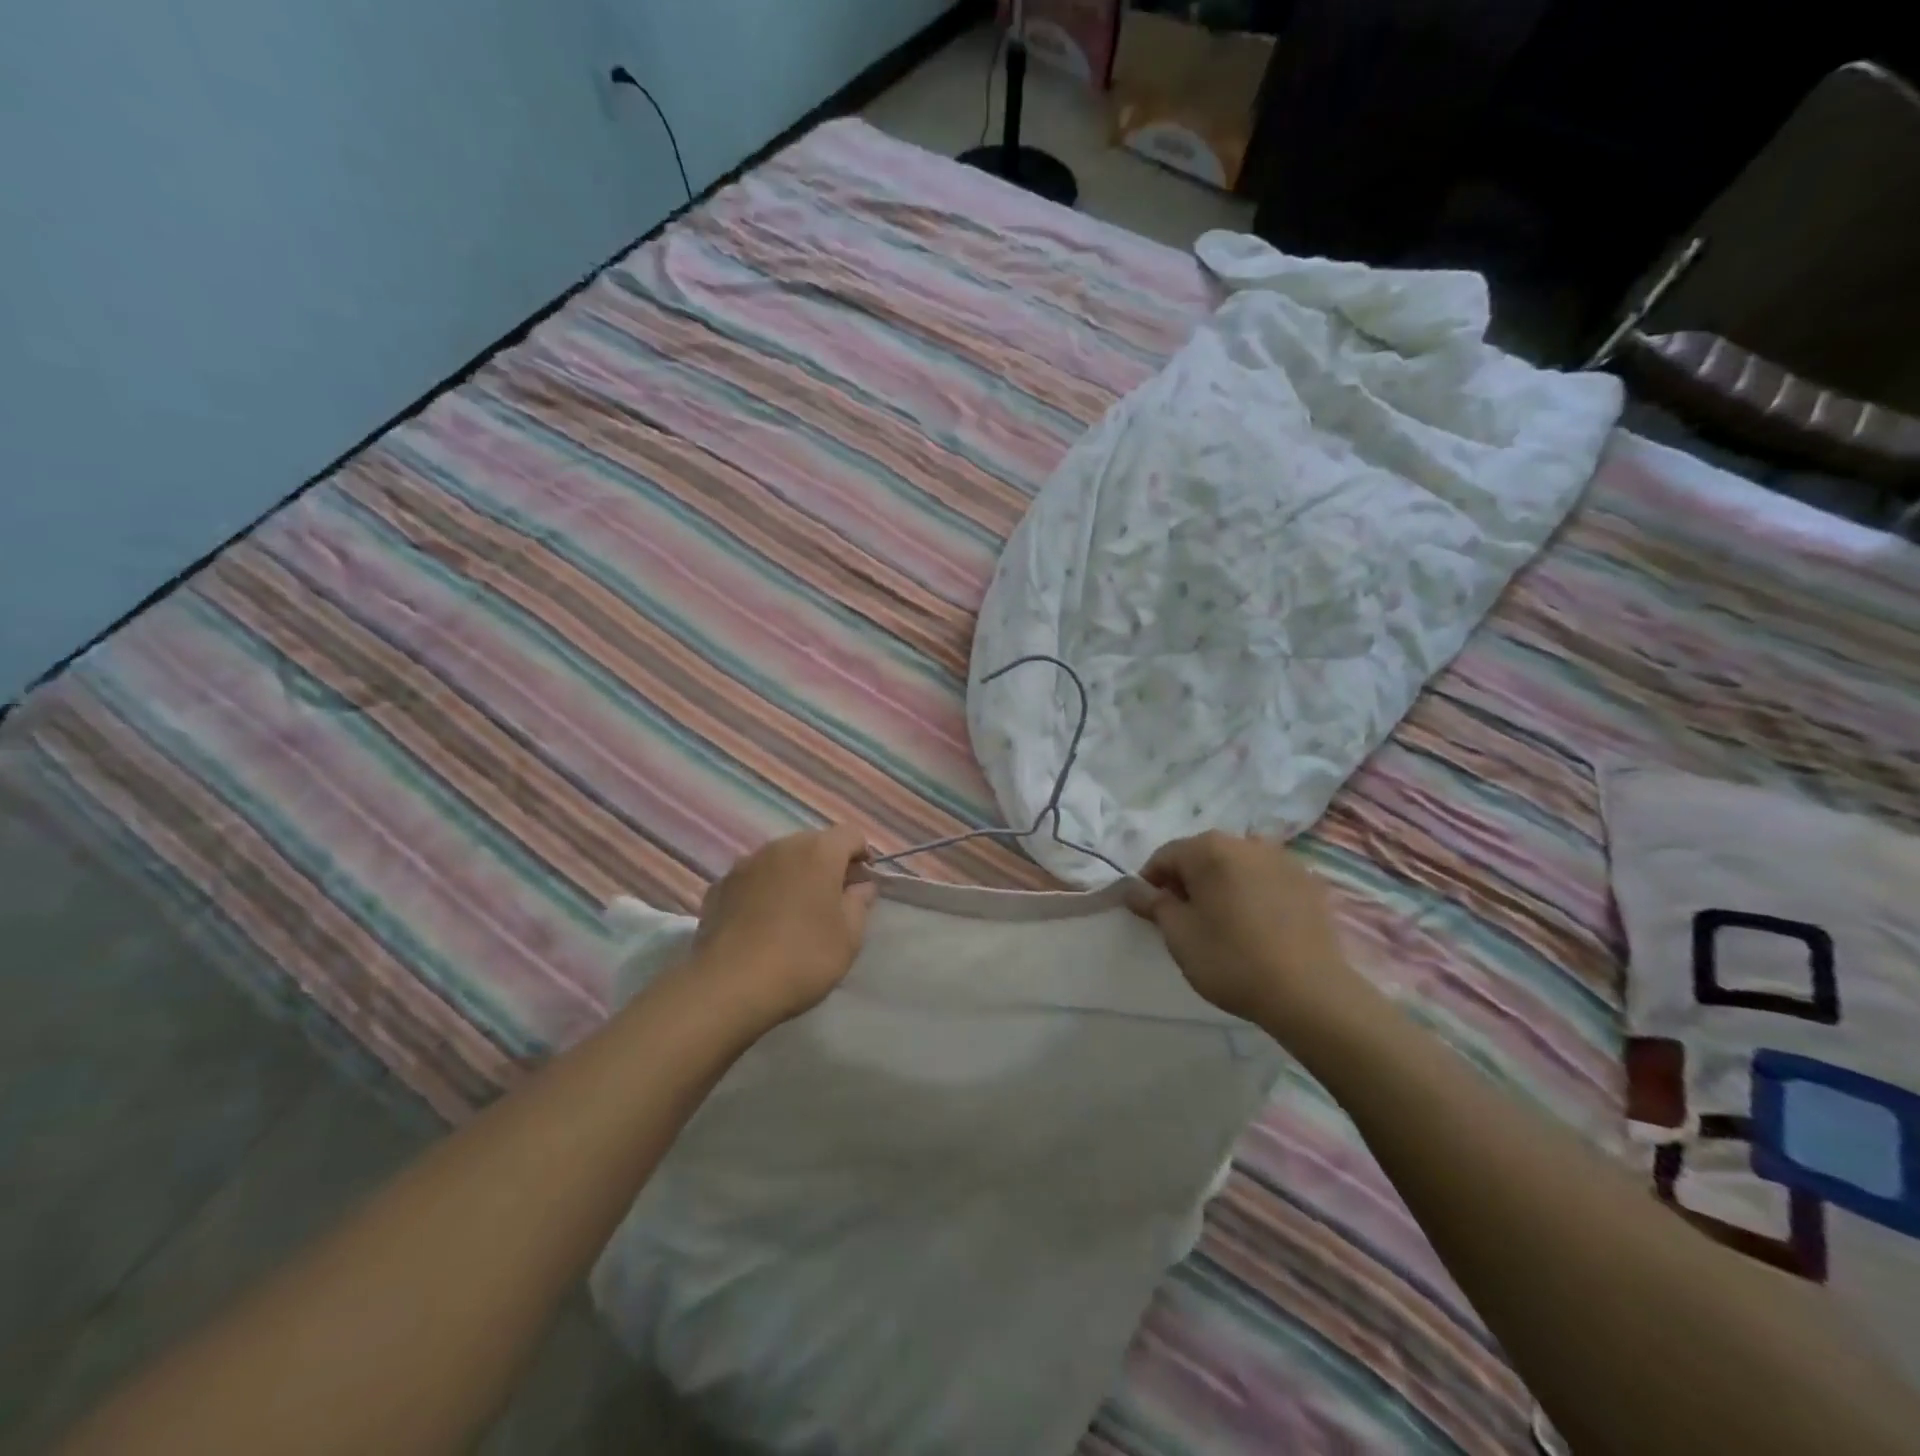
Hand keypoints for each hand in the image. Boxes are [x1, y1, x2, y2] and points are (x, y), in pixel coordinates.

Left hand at [689, 825, 877, 1027]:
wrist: (729, 986)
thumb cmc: (803, 957)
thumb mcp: (849, 937)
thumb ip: (860, 904)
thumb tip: (861, 886)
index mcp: (819, 852)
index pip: (850, 835)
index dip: (862, 855)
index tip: (862, 884)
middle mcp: (781, 846)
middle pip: (813, 843)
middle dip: (826, 864)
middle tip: (831, 900)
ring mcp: (745, 864)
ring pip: (780, 859)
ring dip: (792, 876)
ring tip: (794, 913)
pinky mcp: (719, 886)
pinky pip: (752, 879)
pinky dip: (762, 891)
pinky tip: (761, 923)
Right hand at [1125, 831, 1370, 1032]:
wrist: (1309, 993)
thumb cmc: (1231, 959)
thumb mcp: (1179, 935)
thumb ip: (1153, 903)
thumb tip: (1133, 887)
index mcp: (1209, 849)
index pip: (1165, 856)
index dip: (1151, 882)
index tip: (1151, 913)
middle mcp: (1246, 842)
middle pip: (1202, 855)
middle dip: (1188, 881)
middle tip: (1185, 920)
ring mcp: (1283, 859)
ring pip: (1237, 866)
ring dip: (1223, 885)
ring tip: (1223, 922)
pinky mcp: (1309, 882)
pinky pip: (1268, 879)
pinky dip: (1254, 893)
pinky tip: (1257, 925)